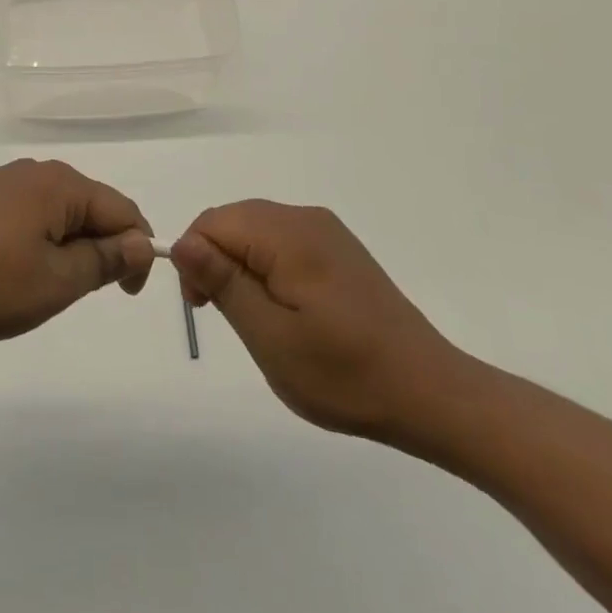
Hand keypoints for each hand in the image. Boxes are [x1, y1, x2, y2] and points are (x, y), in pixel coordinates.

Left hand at [0, 160, 155, 341]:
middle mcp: (29, 170)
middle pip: (84, 205)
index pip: (122, 210)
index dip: (136, 252)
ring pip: (47, 209)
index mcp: (59, 185)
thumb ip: (105, 260)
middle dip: (96, 246)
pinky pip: (12, 210)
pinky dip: (24, 236)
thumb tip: (141, 242)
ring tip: (38, 284)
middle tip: (79, 292)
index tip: (126, 293)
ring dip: (59, 243)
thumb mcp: (56, 283)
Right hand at [172, 200, 477, 445]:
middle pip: (234, 221)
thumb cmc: (345, 374)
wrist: (430, 394)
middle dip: (215, 260)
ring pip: (257, 231)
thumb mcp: (270, 336)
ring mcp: (327, 232)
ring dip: (241, 266)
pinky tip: (286, 309)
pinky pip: (283, 242)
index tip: (203, 308)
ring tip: (258, 320)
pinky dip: (267, 267)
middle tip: (226, 317)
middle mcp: (306, 218)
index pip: (212, 222)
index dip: (194, 259)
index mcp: (288, 234)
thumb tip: (181, 242)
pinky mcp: (339, 249)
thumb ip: (223, 282)